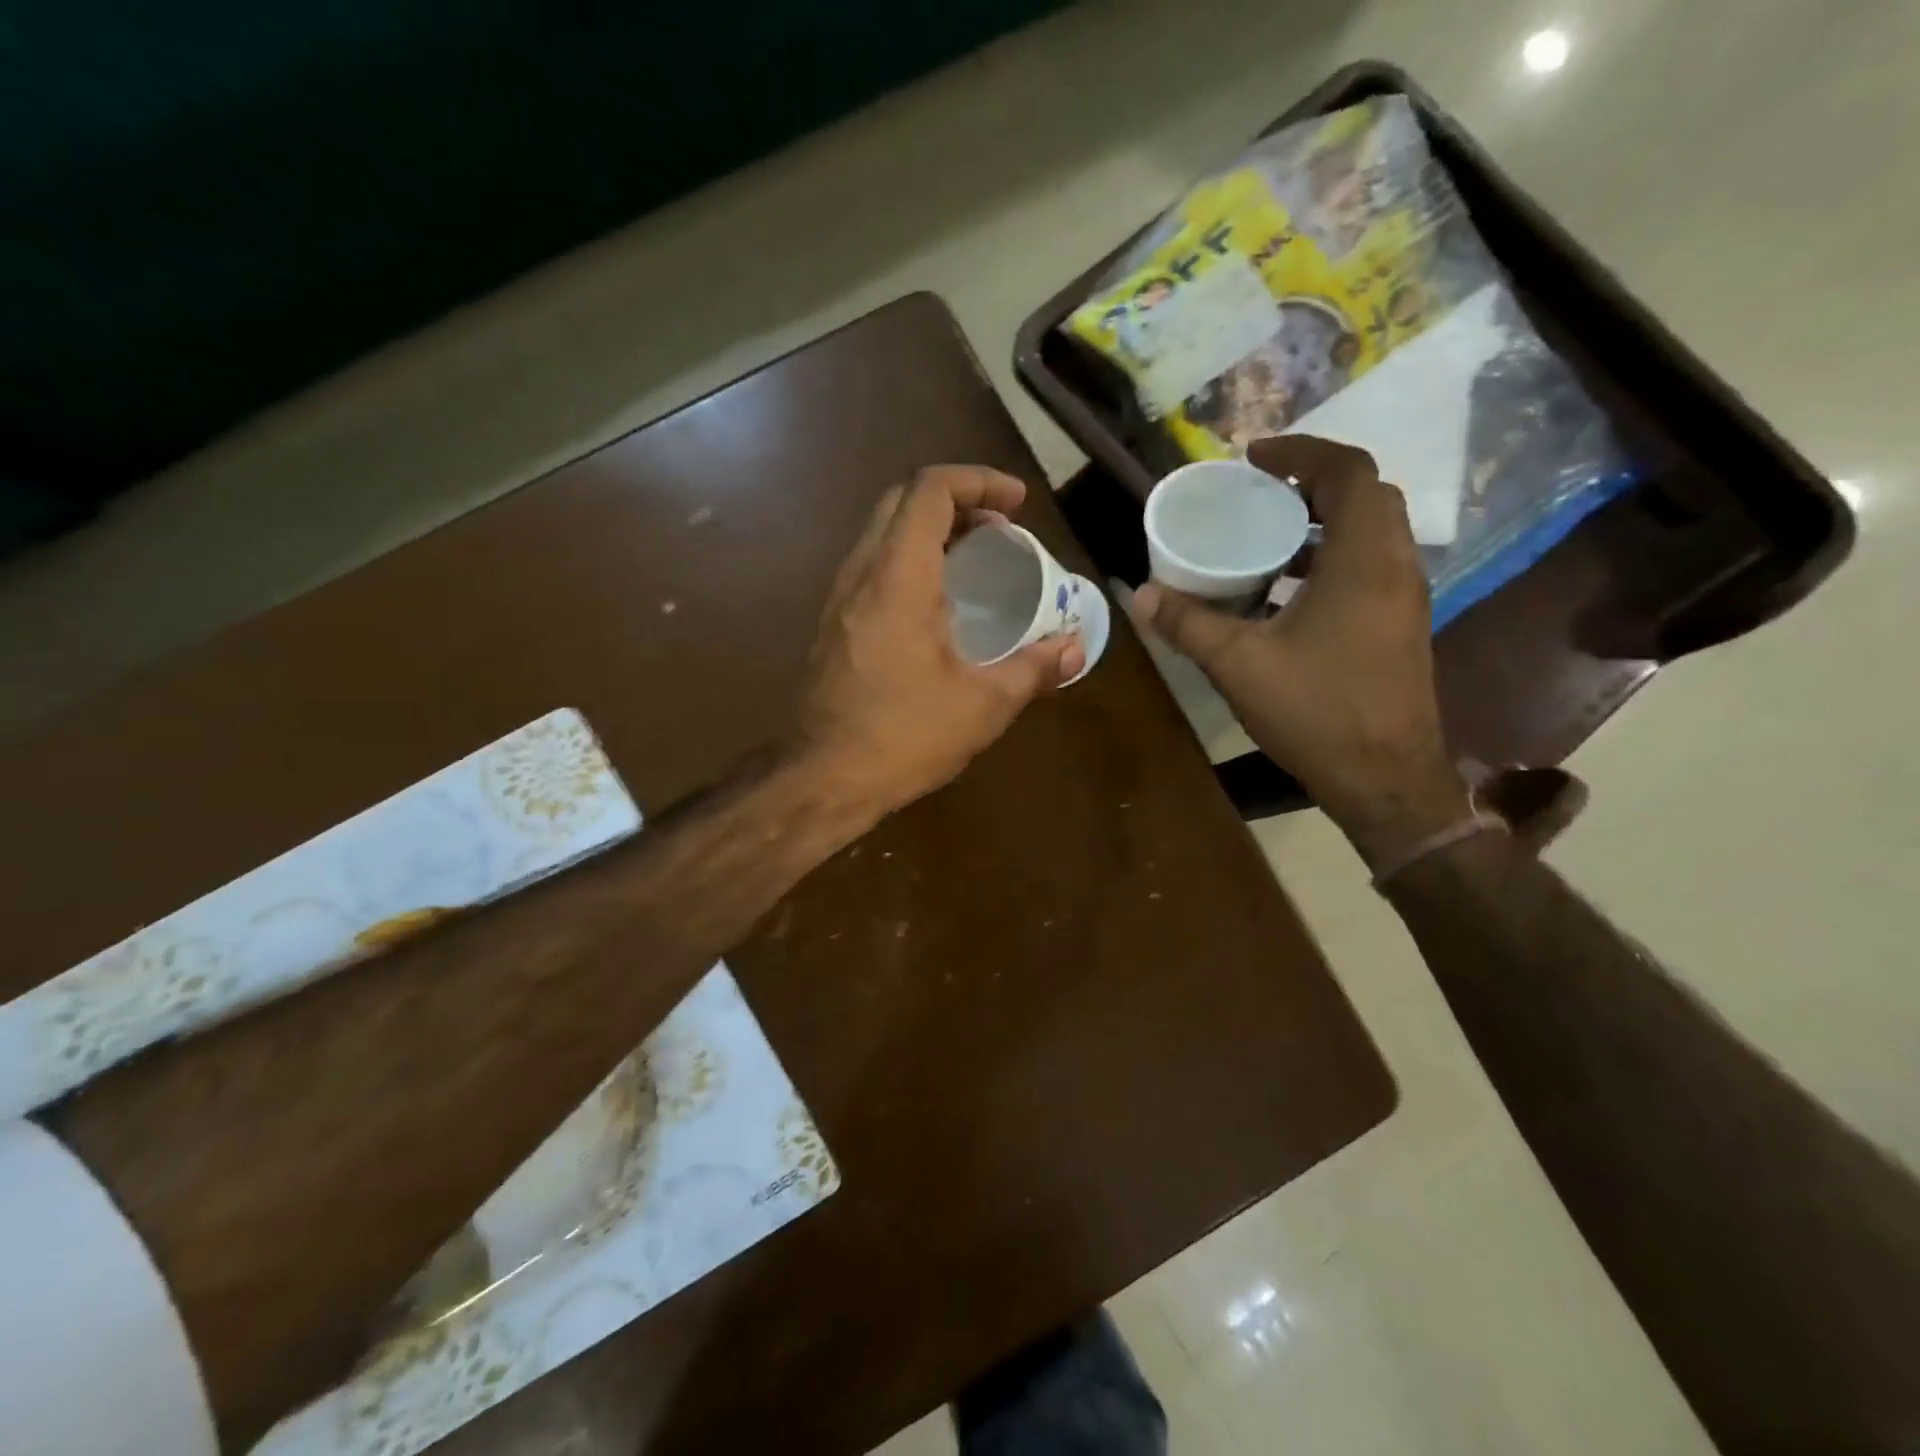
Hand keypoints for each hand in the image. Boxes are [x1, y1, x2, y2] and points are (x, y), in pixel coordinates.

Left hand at [795, 465, 1083, 818]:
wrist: (822, 779)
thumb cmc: (904, 736)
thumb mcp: (983, 705)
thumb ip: (1033, 669)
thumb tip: (1073, 649)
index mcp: (898, 577)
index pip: (930, 490)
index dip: (977, 481)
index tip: (1017, 503)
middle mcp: (861, 574)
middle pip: (901, 502)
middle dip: (956, 500)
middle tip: (999, 529)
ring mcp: (839, 600)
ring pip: (882, 534)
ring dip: (929, 531)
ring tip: (975, 560)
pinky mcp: (832, 626)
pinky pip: (872, 569)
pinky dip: (908, 562)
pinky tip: (937, 605)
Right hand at [1130, 436, 1469, 865]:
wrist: (1385, 779)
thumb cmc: (1317, 711)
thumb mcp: (1239, 665)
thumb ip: (1189, 624)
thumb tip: (1141, 595)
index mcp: (1364, 559)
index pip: (1348, 471)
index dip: (1301, 452)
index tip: (1253, 460)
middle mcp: (1396, 566)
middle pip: (1363, 496)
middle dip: (1310, 485)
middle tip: (1257, 498)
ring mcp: (1404, 598)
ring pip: (1370, 534)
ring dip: (1320, 525)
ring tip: (1263, 543)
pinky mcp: (1399, 626)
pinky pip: (1369, 568)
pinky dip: (1329, 560)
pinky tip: (1283, 596)